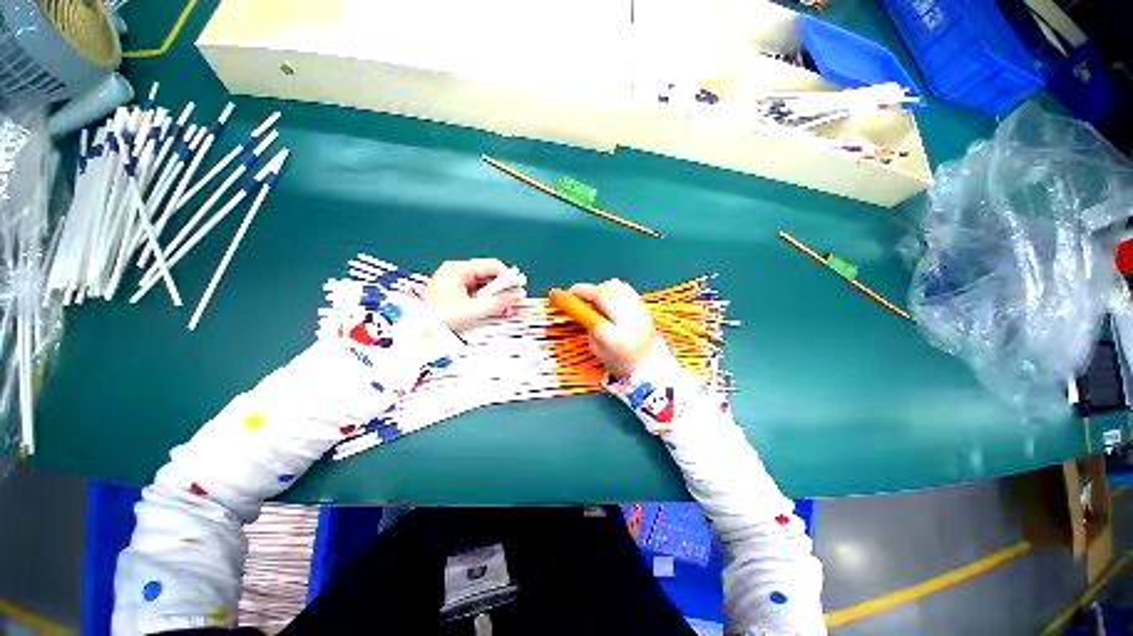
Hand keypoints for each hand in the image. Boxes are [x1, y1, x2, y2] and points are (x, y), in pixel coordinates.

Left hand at [423, 259, 525, 330]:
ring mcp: (457, 283)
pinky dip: (487, 302)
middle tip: (512, 302)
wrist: (414, 329)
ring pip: (485, 286)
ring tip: (504, 309)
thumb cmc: (435, 317)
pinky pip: (478, 294)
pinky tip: (493, 310)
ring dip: (496, 297)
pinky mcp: (457, 294)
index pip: (492, 266)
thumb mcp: (471, 310)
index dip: (508, 277)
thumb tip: (516, 295)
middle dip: (503, 290)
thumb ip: (497, 302)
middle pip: (490, 276)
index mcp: (458, 269)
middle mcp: (458, 273)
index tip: (518, 289)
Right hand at [569, 280, 657, 377]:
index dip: (575, 303)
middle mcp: (630, 322)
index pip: (592, 315)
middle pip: (603, 295)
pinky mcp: (643, 305)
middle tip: (572, 292)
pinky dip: (612, 288)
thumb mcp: (597, 349)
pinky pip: (624, 287)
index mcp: (616, 340)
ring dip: (598, 288)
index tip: (562, 297)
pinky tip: (607, 297)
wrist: (648, 363)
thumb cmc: (618, 360)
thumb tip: (579, 303)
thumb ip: (588, 325)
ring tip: (591, 297)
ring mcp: (640, 311)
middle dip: (583, 290)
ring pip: (614, 286)